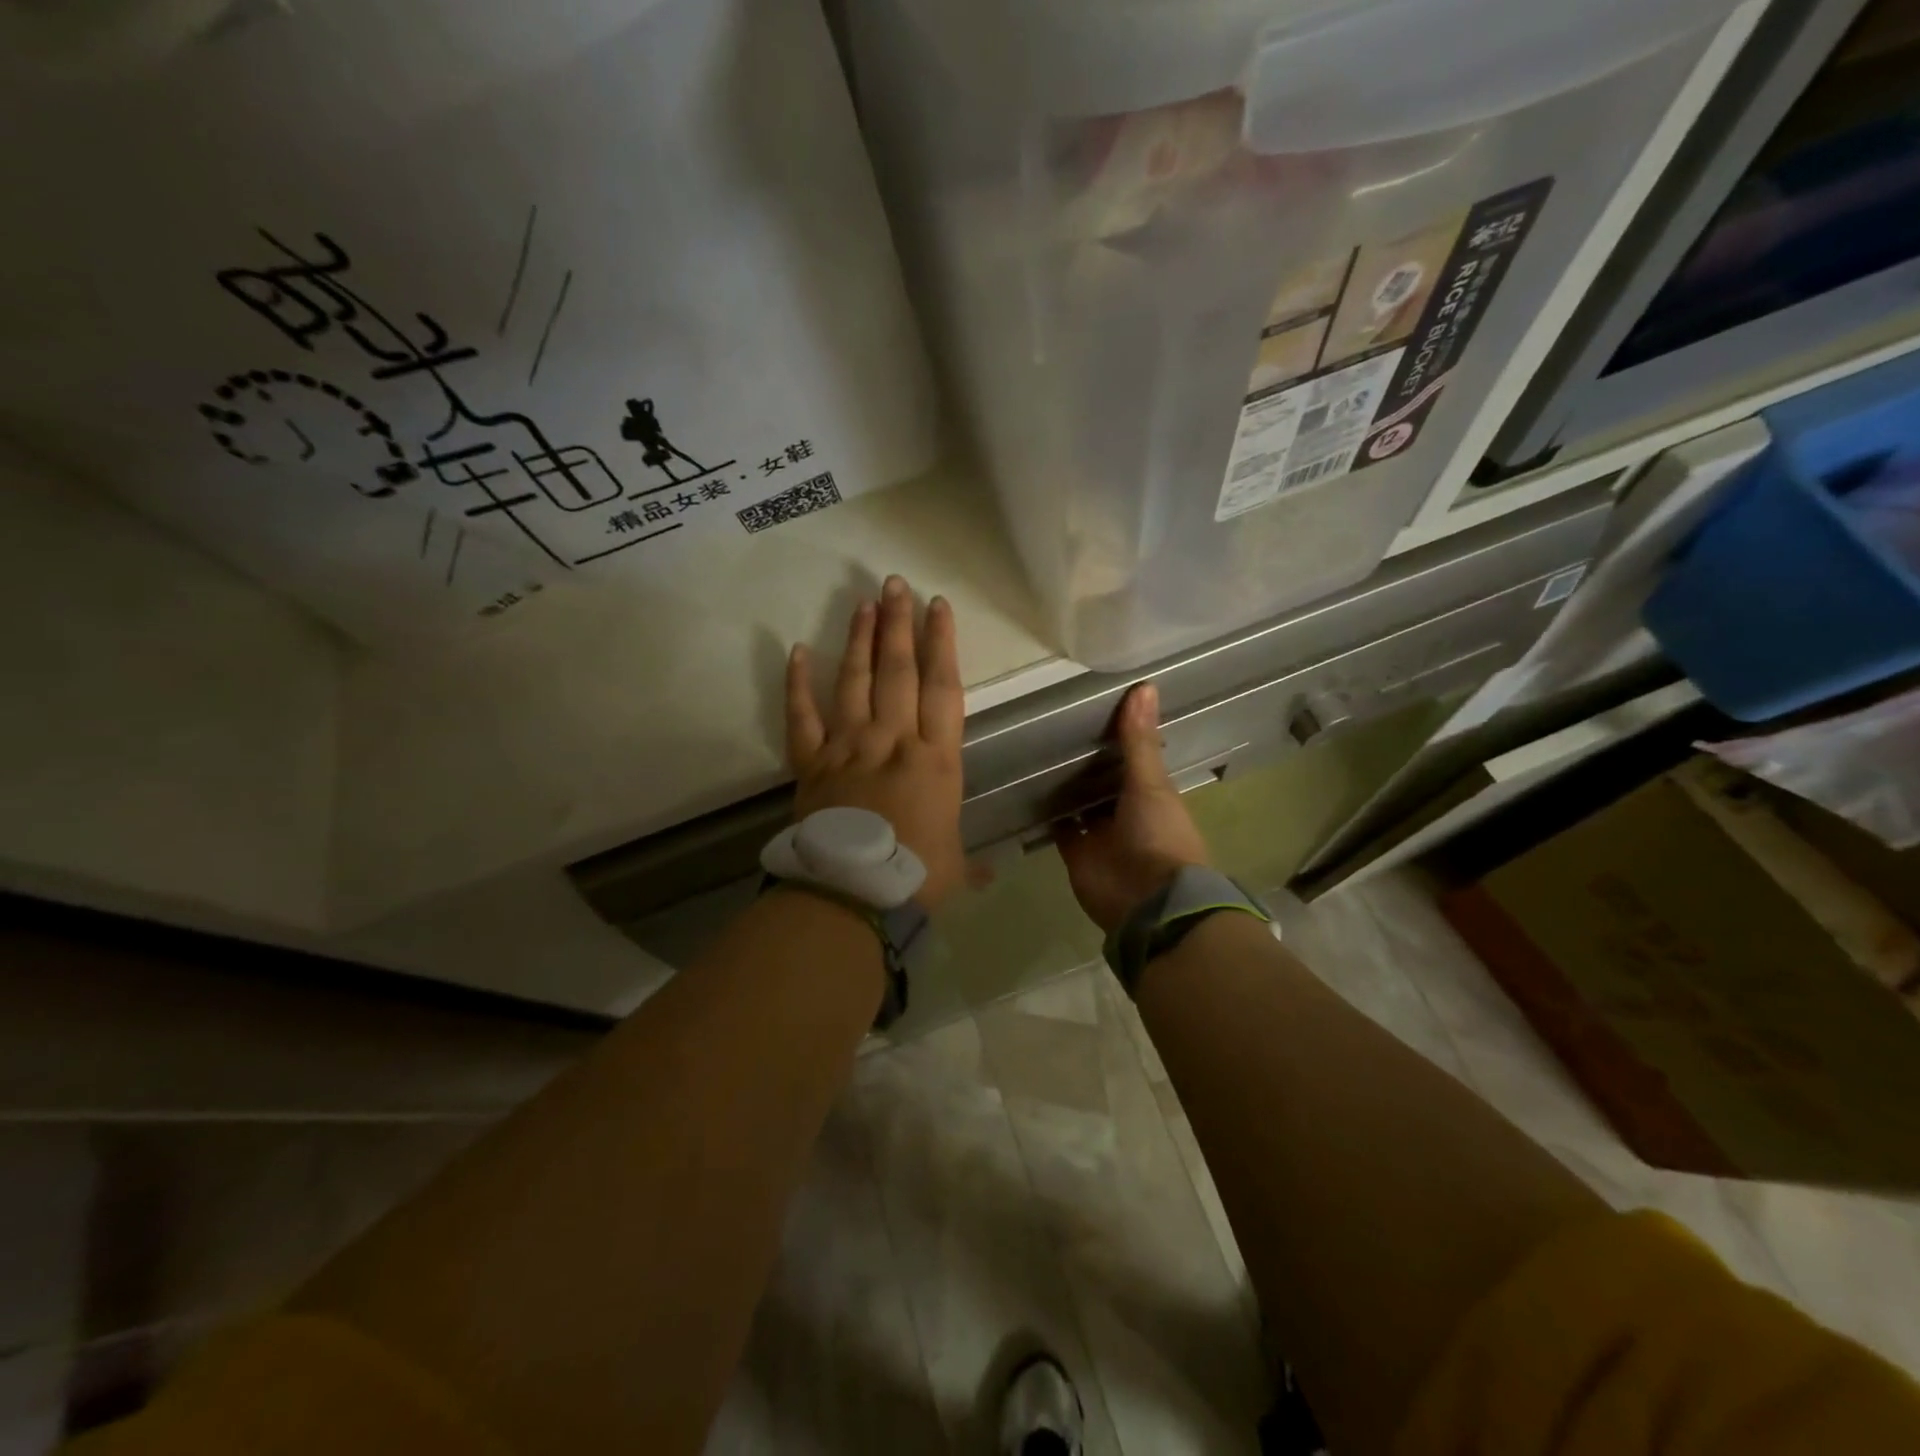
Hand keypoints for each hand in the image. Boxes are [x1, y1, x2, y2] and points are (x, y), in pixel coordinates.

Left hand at [786, 576, 966, 910]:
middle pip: (898, 671)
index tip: (938, 607)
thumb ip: (973, 862)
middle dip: (899, 624)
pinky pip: (802, 716)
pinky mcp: (811, 762)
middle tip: (896, 584)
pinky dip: (797, 684)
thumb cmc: (913, 878)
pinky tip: (797, 651)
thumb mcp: (954, 867)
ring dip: (859, 640)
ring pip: (854, 682)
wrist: (852, 895)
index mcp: (935, 759)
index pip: (942, 687)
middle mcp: (892, 740)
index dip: (942, 643)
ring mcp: (848, 747)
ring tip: (864, 602)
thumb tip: (992, 876)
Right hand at [1056, 681, 1210, 933]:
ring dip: (1062, 785)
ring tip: (1032, 749)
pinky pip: (1058, 828)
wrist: (1147, 902)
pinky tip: (1025, 788)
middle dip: (1082, 761)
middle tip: (1050, 725)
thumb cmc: (1159, 837)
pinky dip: (1046, 814)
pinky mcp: (1075, 852)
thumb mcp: (1151, 783)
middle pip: (1100, 781)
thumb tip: (1145, 685)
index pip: (1130, 759)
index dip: (1115, 738)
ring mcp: (1099, 833)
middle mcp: (1124, 811)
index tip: (1090, 709)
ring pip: (1078, 803)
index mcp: (1149, 794)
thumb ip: (1140, 740)